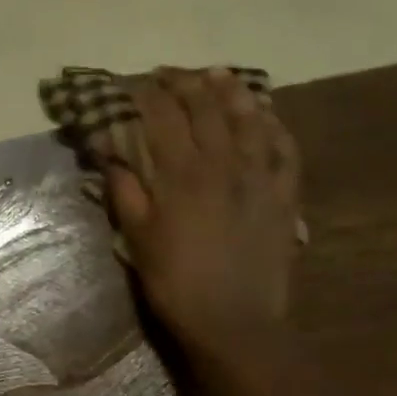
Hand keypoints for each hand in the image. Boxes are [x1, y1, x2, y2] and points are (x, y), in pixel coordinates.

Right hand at [105, 68, 300, 365]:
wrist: (234, 321)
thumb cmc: (176, 283)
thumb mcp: (138, 240)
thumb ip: (125, 192)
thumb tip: (111, 153)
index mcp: (182, 174)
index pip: (162, 117)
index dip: (146, 95)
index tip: (133, 85)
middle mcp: (223, 162)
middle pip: (205, 106)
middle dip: (184, 82)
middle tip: (169, 74)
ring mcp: (260, 175)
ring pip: (248, 117)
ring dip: (231, 90)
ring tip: (217, 74)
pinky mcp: (285, 193)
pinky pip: (285, 147)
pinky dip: (273, 124)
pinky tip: (265, 114)